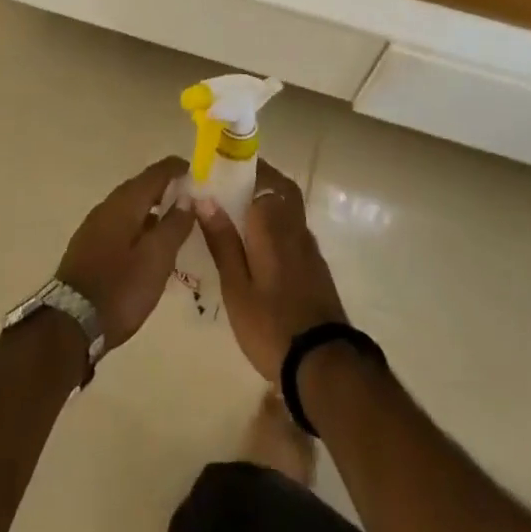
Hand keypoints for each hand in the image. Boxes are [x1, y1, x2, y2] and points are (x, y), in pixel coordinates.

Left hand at [56, 157, 194, 349]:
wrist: (70, 323)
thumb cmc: (121, 288)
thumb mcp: (157, 258)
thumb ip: (174, 225)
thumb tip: (188, 197)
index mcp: (125, 202)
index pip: (155, 173)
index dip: (176, 169)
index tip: (196, 169)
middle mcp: (108, 206)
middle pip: (141, 187)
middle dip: (165, 187)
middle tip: (189, 196)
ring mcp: (95, 226)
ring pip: (130, 206)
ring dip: (152, 207)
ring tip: (174, 220)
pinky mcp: (89, 246)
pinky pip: (121, 224)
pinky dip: (139, 224)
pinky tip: (149, 244)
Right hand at [193, 160, 347, 382]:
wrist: (324, 364)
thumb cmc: (270, 324)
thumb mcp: (236, 287)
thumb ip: (222, 240)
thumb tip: (206, 198)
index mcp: (271, 222)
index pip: (260, 176)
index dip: (240, 167)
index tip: (218, 168)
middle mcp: (294, 225)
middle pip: (280, 186)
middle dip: (258, 179)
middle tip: (230, 186)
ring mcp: (309, 245)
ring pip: (289, 206)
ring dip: (268, 199)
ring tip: (239, 215)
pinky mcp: (315, 265)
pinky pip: (293, 227)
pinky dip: (277, 222)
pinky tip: (260, 244)